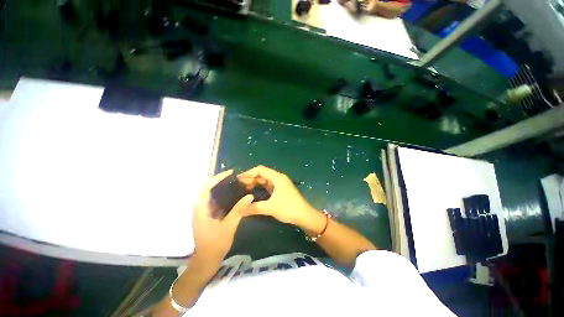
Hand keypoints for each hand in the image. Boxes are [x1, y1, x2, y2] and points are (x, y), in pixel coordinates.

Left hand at [192, 170, 253, 266]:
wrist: (206, 261)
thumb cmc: (215, 244)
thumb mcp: (229, 226)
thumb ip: (239, 210)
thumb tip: (250, 196)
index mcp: (201, 209)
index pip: (206, 187)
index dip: (217, 177)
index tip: (230, 173)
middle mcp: (200, 207)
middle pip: (207, 188)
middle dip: (219, 180)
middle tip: (234, 177)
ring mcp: (204, 211)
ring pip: (211, 194)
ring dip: (221, 187)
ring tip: (235, 183)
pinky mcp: (208, 215)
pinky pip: (215, 201)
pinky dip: (223, 195)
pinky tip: (234, 196)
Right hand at [237, 166, 315, 226]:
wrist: (304, 216)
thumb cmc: (289, 208)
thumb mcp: (271, 208)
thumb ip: (254, 207)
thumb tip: (239, 210)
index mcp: (277, 177)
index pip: (260, 170)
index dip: (249, 173)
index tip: (238, 179)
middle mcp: (278, 178)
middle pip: (262, 174)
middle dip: (250, 178)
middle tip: (237, 185)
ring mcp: (279, 184)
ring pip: (264, 180)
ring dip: (254, 183)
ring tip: (242, 188)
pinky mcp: (279, 190)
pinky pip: (267, 186)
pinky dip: (259, 188)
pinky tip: (252, 192)